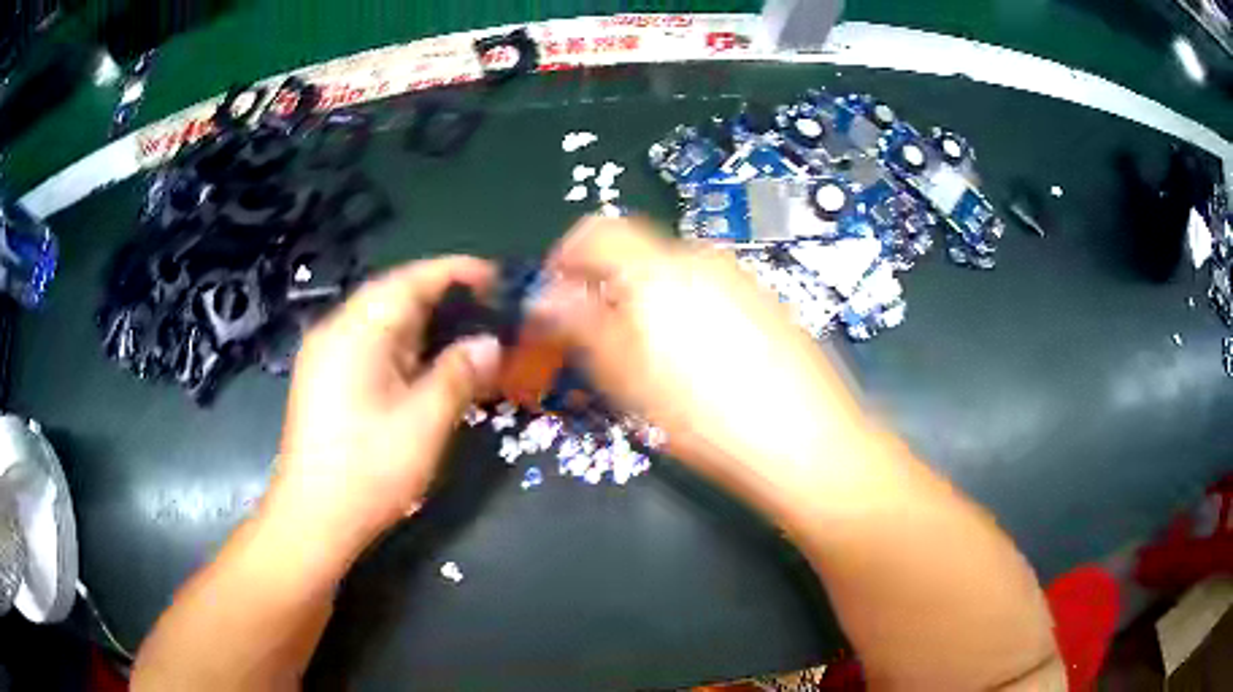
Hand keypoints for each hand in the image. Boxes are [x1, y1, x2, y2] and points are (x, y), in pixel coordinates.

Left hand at [269, 257, 502, 555]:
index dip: (455, 272)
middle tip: (489, 308)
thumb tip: (490, 343)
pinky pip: (371, 346)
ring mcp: (326, 357)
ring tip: (467, 332)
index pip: (409, 280)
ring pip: (381, 322)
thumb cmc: (368, 470)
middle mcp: (336, 332)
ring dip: (424, 323)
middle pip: (393, 296)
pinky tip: (428, 365)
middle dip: (442, 297)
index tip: (495, 277)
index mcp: (356, 332)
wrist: (313, 519)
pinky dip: (405, 347)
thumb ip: (459, 374)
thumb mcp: (424, 423)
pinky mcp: (326, 381)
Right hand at [534, 217, 879, 506]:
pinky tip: (702, 362)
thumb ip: (582, 325)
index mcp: (659, 269)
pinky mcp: (767, 301)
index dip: (567, 256)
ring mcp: (741, 278)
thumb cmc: (706, 415)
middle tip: (601, 340)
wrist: (806, 439)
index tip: (556, 293)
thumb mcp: (629, 377)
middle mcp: (702, 259)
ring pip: (676, 276)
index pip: (597, 231)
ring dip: (649, 302)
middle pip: (639, 255)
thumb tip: (547, 294)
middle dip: (609, 287)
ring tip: (653, 359)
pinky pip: (712, 293)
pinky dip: (689, 312)